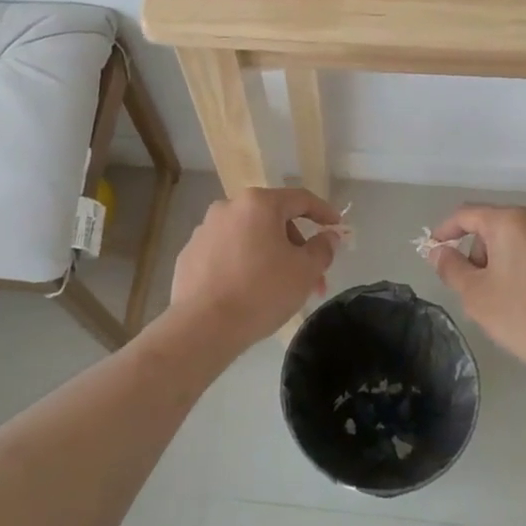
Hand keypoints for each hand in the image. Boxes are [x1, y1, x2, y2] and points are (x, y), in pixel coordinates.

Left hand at [169, 187, 342, 348]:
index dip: (324, 212)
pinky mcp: (189, 255)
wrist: (203, 326)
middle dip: (296, 247)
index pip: (300, 199)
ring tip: (281, 290)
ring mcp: (204, 230)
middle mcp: (228, 208)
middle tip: (311, 278)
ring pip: (249, 237)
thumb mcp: (305, 271)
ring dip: (270, 256)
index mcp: (258, 204)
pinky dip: (243, 265)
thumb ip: (322, 248)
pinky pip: (226, 253)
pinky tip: (248, 292)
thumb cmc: (261, 292)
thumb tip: (328, 237)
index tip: (337, 228)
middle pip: (273, 220)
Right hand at [425, 204, 525, 387]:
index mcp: (512, 221)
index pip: (468, 214)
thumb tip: (439, 251)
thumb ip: (451, 268)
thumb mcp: (477, 297)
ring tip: (515, 296)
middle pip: (500, 226)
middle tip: (480, 288)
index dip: (446, 230)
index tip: (435, 249)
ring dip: (514, 258)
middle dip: (484, 251)